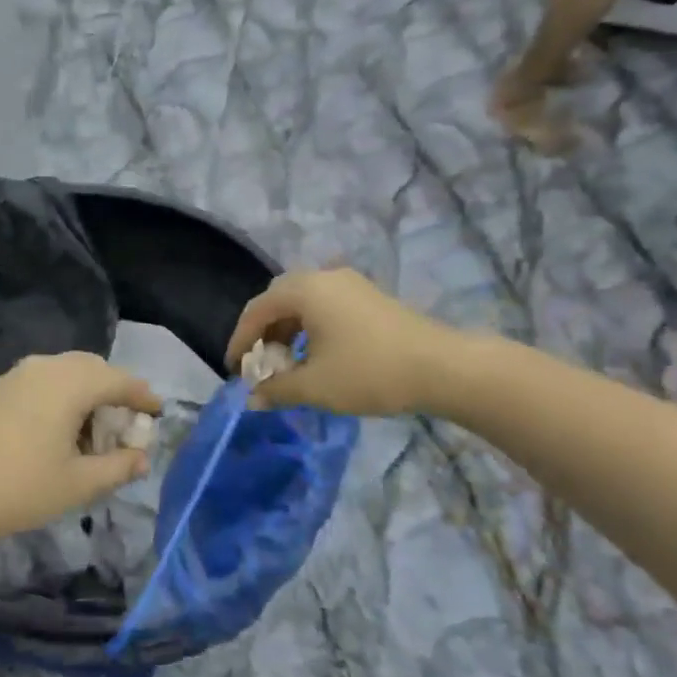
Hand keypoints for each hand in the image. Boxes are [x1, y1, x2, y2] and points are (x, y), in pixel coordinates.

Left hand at [0, 353, 161, 547]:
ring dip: (87, 396)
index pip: (120, 380)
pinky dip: (62, 399)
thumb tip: (142, 458)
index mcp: (71, 383)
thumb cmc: (16, 488)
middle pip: (93, 370)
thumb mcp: (77, 484)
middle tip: (126, 426)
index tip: (158, 413)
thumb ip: (117, 468)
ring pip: (66, 374)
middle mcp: (46, 367)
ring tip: (92, 436)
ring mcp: (16, 375)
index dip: (144, 397)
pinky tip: (58, 434)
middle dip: (115, 393)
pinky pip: (43, 383)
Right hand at [224, 268, 479, 416]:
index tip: (235, 370)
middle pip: (279, 300)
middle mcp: (325, 277)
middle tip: (259, 364)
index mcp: (305, 290)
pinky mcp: (370, 298)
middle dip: (263, 333)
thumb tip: (251, 399)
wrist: (442, 368)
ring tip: (287, 364)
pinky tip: (317, 356)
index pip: (257, 310)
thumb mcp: (314, 386)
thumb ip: (276, 389)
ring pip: (304, 303)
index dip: (240, 340)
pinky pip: (325, 306)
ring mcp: (351, 285)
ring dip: (287, 331)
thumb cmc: (369, 372)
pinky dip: (310, 328)